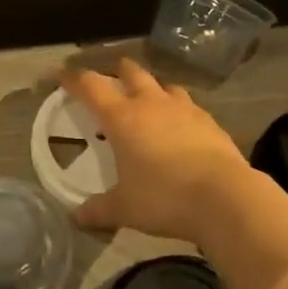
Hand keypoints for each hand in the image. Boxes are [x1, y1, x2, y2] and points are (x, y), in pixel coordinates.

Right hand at [64, 58, 250, 241]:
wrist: (225, 197)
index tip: (62, 74)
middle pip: (131, 73)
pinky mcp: (209, 121)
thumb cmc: (164, 197)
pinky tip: (181, 126)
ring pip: (164, 85)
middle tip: (112, 76)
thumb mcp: (125, 208)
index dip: (74, 78)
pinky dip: (179, 110)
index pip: (91, 87)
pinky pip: (188, 106)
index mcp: (122, 117)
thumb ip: (99, 210)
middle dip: (118, 71)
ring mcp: (184, 109)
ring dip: (153, 88)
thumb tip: (77, 217)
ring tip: (149, 99)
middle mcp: (151, 103)